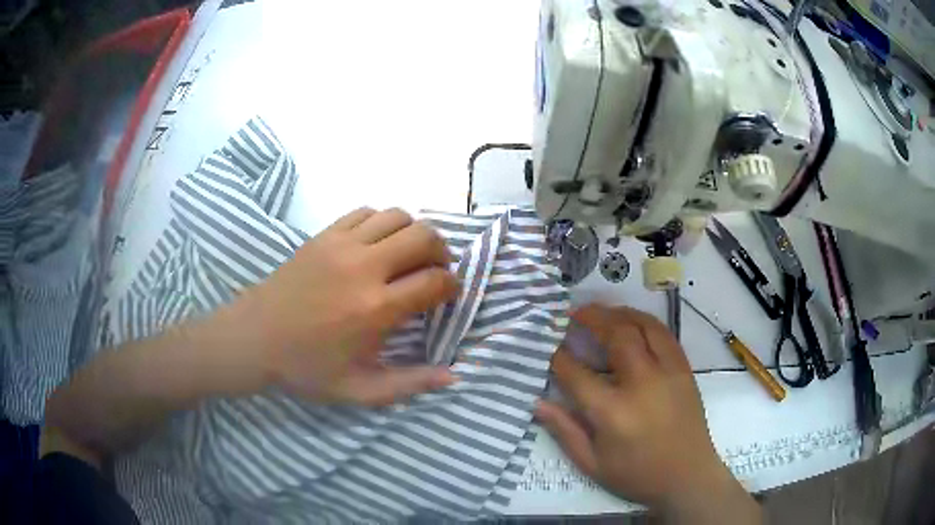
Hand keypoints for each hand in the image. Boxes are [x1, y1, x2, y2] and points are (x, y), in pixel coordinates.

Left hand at [235, 207, 458, 405]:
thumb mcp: (359, 390)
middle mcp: (364, 268)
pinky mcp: (323, 235)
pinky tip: (376, 245)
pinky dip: (382, 223)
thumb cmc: (305, 368)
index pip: (435, 281)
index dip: (452, 287)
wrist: (253, 339)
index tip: (447, 296)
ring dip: (413, 234)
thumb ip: (409, 384)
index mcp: (375, 309)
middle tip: (434, 272)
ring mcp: (341, 245)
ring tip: (407, 256)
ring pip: (398, 216)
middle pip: (424, 237)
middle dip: (441, 252)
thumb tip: (453, 376)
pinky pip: (366, 212)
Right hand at [536, 305, 760, 523]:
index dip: (557, 356)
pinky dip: (644, 322)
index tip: (548, 344)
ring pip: (643, 326)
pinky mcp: (684, 369)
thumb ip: (564, 430)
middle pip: (616, 335)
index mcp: (613, 412)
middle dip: (592, 318)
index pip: (576, 373)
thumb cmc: (637, 475)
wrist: (688, 477)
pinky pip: (664, 334)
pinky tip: (632, 324)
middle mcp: (642, 383)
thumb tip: (537, 402)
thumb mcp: (592, 464)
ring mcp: (668, 372)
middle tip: (574, 312)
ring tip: (602, 312)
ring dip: (619, 313)